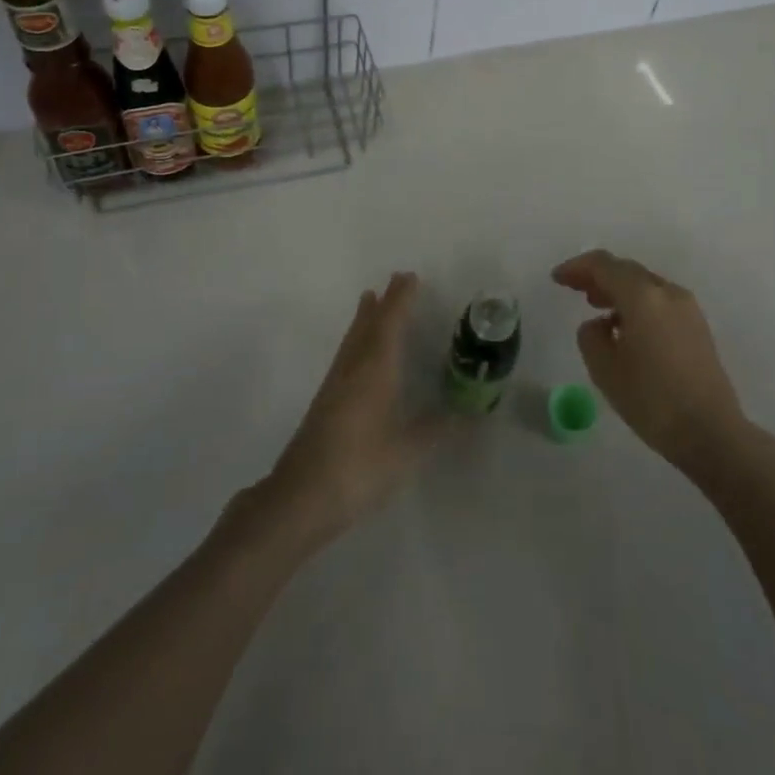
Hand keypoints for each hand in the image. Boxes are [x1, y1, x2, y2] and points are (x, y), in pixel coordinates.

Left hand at [260, 273, 447, 545]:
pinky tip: (358, 353)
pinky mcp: (324, 402)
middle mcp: (353, 368)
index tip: (410, 277)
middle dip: (384, 302)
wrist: (301, 497)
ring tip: (370, 300)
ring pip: (353, 339)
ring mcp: (334, 385)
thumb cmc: (359, 468)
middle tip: (396, 280)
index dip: (401, 300)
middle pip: (368, 325)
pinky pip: (346, 355)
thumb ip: (438, 430)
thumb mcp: (407, 452)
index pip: (390, 324)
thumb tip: (473, 416)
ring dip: (365, 317)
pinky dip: (356, 339)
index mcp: (374, 371)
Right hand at [553, 250, 751, 472]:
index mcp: (642, 296)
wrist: (711, 433)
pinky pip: (659, 301)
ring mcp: (687, 308)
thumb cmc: (652, 400)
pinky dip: (637, 303)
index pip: (604, 265)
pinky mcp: (697, 326)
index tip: (557, 278)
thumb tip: (599, 324)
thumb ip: (591, 336)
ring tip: (597, 306)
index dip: (577, 267)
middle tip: (574, 288)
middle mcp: (667, 292)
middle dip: (598, 275)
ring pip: (644, 285)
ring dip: (618, 289)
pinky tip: (626, 328)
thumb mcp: (605, 369)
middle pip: (626, 270)